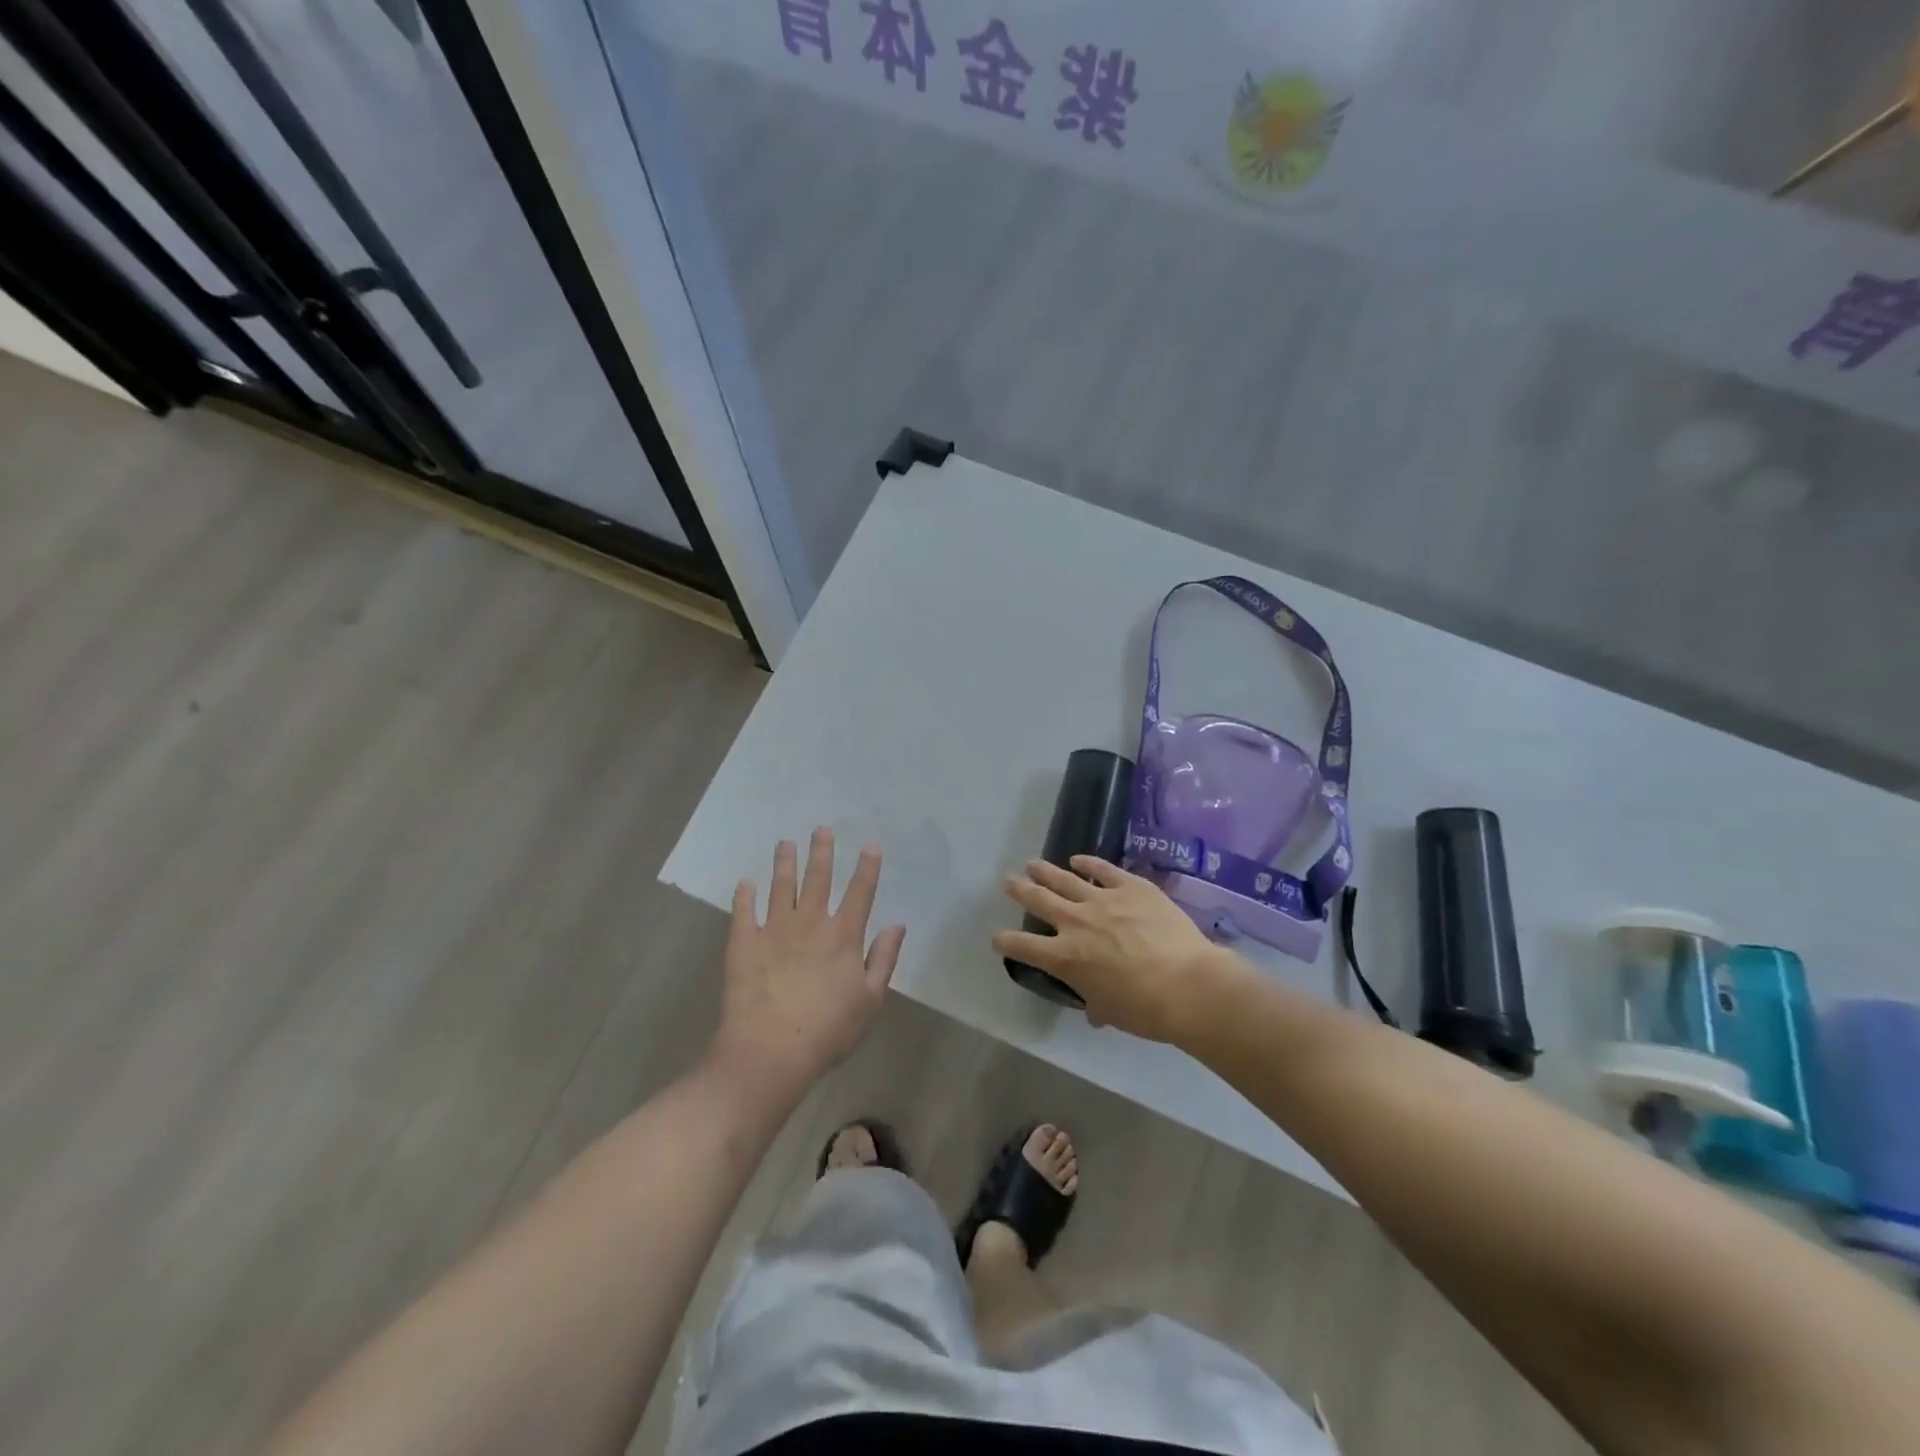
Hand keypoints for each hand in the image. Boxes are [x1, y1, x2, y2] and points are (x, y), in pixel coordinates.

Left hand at [712, 829, 906, 1098]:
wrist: (770, 1051)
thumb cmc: (828, 1030)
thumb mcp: (870, 1000)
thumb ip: (884, 959)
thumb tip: (897, 925)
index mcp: (843, 935)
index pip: (860, 892)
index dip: (867, 867)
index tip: (870, 844)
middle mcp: (810, 923)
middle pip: (818, 879)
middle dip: (822, 852)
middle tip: (821, 828)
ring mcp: (774, 930)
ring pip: (780, 887)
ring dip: (784, 863)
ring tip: (785, 843)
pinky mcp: (743, 943)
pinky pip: (743, 912)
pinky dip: (744, 896)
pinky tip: (745, 883)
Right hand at [992, 856, 1237, 1042]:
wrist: (1187, 985)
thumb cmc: (1145, 1009)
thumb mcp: (1110, 1011)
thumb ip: (1096, 1003)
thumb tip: (1095, 1008)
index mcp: (1065, 958)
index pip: (1023, 946)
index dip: (1005, 941)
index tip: (997, 937)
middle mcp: (1075, 923)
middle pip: (1038, 901)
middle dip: (1020, 890)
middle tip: (1008, 881)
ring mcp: (1102, 900)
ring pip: (1065, 879)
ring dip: (1046, 871)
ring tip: (1033, 864)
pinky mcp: (1131, 887)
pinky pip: (1103, 869)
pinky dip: (1088, 862)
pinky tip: (1078, 859)